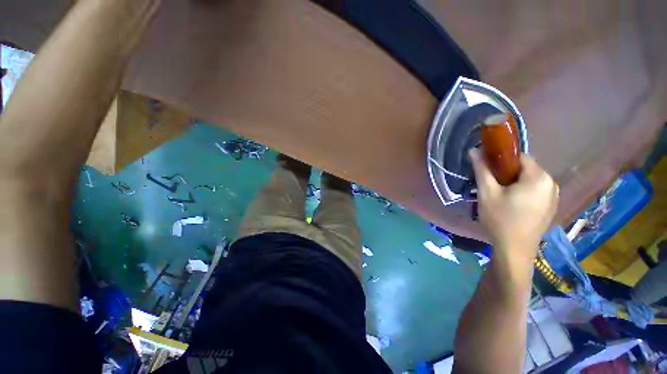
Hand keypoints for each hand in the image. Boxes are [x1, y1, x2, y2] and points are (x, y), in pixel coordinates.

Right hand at [469, 149, 558, 262]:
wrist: (514, 249)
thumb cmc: (500, 218)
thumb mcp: (487, 192)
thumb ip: (482, 169)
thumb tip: (473, 150)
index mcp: (538, 177)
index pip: (519, 157)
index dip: (501, 160)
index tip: (488, 169)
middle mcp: (551, 183)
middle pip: (526, 168)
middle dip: (507, 173)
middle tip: (491, 185)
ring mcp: (554, 196)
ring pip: (530, 180)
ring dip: (514, 182)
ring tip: (500, 195)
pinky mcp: (551, 206)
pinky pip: (536, 190)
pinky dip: (523, 191)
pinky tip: (511, 204)